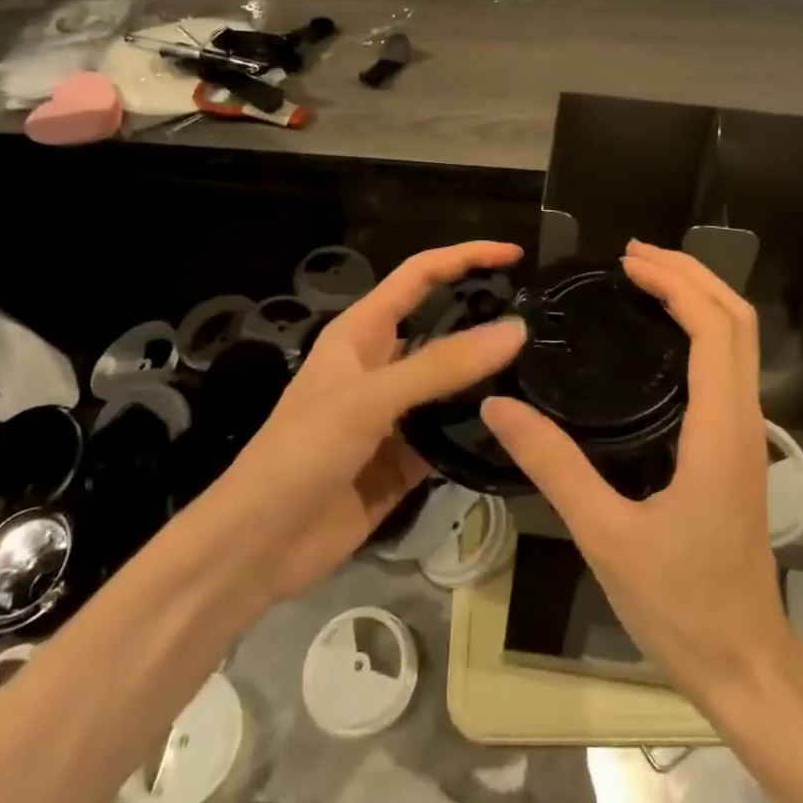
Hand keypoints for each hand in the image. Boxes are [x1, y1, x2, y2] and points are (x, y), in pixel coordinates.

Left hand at [215, 240, 525, 603]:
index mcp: (363, 332)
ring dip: (489, 379)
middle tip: (544, 322)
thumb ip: (443, 365)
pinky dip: (479, 432)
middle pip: (443, 328)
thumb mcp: (371, 398)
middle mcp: (382, 364)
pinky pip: (452, 434)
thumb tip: (516, 329)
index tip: (515, 254)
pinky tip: (517, 431)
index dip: (466, 257)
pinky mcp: (406, 458)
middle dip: (486, 319)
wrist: (257, 547)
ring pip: (453, 384)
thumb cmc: (302, 452)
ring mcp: (395, 414)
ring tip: (545, 374)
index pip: (421, 275)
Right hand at [482, 240, 787, 705]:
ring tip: (645, 280)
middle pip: (738, 321)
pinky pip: (730, 366)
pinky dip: (703, 330)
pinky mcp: (739, 448)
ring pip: (741, 342)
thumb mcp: (605, 535)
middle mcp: (744, 420)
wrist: (745, 663)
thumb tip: (500, 405)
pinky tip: (659, 338)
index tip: (627, 263)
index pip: (715, 329)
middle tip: (633, 256)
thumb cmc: (680, 604)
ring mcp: (748, 434)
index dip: (676, 284)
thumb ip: (552, 465)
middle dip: (692, 275)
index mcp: (720, 430)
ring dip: (700, 298)